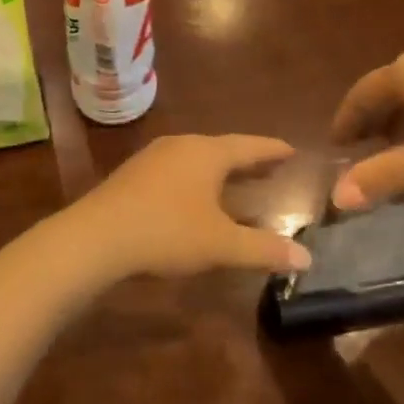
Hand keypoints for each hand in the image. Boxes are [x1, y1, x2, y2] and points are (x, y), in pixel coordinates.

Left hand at [51, 134, 311, 279]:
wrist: (96, 236)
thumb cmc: (166, 232)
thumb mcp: (220, 244)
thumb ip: (263, 249)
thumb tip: (306, 258)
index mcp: (206, 153)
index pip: (249, 146)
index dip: (271, 150)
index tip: (291, 150)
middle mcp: (181, 146)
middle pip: (222, 148)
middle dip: (247, 159)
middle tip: (271, 165)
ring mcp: (153, 157)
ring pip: (197, 158)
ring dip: (220, 169)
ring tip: (237, 180)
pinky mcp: (134, 174)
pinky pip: (177, 169)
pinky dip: (197, 178)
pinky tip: (195, 196)